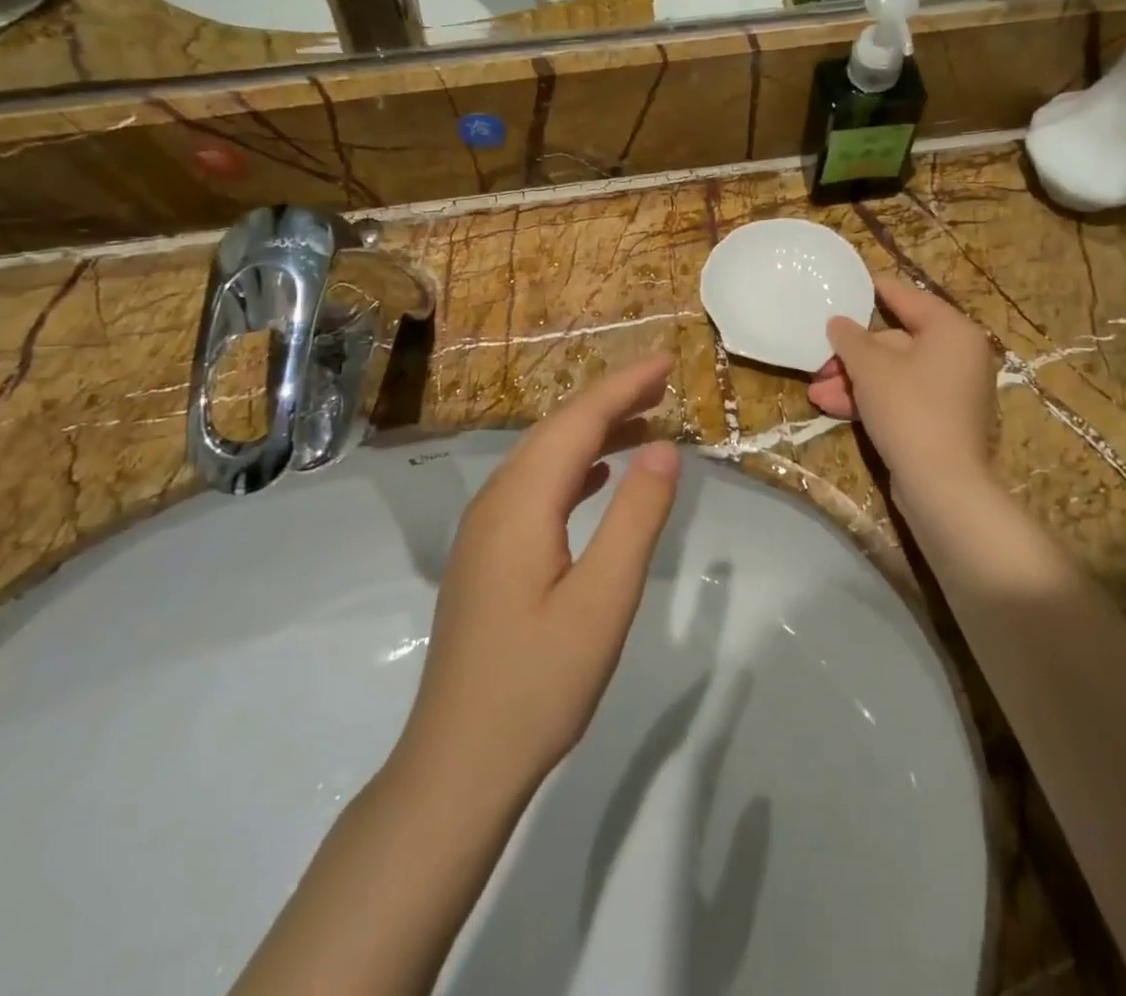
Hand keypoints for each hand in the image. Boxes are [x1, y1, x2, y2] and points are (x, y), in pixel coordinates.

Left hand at [404, 354, 681, 791]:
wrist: (458, 765)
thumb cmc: (538, 684)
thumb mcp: (604, 599)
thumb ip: (635, 517)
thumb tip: (663, 447)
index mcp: (521, 503)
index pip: (578, 421)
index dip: (624, 386)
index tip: (668, 361)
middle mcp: (495, 501)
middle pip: (557, 429)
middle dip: (611, 399)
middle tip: (663, 381)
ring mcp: (485, 529)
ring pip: (544, 457)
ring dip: (594, 431)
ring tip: (644, 420)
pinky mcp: (488, 554)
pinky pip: (536, 487)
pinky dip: (574, 466)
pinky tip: (597, 476)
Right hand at [808, 277, 996, 500]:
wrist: (942, 485)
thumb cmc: (909, 409)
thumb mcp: (871, 368)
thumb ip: (851, 339)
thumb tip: (838, 322)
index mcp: (952, 331)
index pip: (908, 299)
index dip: (875, 290)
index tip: (848, 282)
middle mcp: (958, 356)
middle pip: (896, 342)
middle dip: (852, 355)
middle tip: (818, 361)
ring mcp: (952, 391)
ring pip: (894, 374)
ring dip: (854, 381)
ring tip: (815, 392)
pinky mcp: (941, 421)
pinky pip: (902, 398)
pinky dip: (871, 400)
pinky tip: (833, 407)